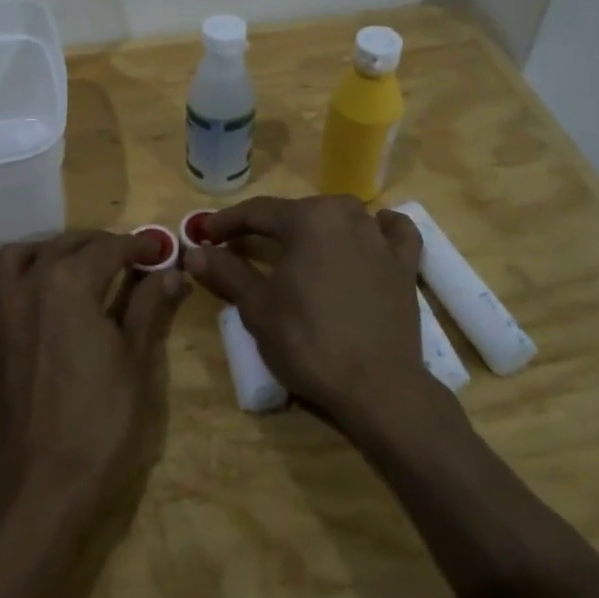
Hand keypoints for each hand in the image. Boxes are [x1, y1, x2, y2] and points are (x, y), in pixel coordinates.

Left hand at [0, 231, 189, 509]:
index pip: (110, 249)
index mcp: (71, 284)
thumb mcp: (136, 358)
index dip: (139, 245)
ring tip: (69, 265)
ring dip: (44, 252)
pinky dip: (2, 287)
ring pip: (15, 258)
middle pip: (64, 246)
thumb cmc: (102, 418)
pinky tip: (22, 299)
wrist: (46, 479)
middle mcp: (29, 286)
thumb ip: (149, 306)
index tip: (159, 248)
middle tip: (125, 257)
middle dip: (97, 244)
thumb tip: (171, 271)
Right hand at [183, 195, 444, 431]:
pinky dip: (379, 228)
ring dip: (316, 225)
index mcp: (307, 219)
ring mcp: (380, 238)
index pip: (257, 212)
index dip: (227, 222)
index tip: (205, 234)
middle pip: (298, 211)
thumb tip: (193, 252)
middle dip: (268, 226)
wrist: (376, 385)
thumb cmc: (308, 342)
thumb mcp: (257, 308)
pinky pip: (393, 233)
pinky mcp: (404, 264)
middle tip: (242, 246)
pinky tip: (372, 231)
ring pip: (341, 217)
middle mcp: (345, 215)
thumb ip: (227, 272)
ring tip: (298, 245)